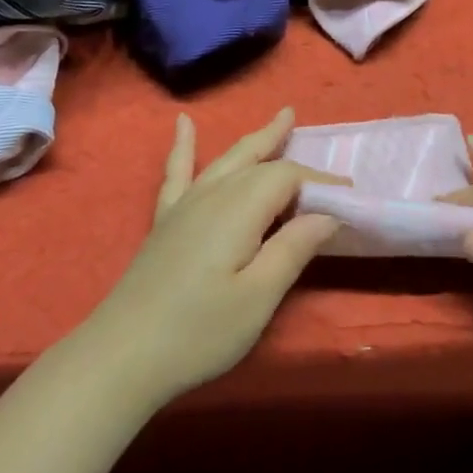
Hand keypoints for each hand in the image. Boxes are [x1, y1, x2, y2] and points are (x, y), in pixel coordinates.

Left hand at [78, 108, 342, 407]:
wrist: (121, 354)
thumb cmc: (198, 331)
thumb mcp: (258, 298)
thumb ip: (293, 249)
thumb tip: (327, 213)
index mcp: (240, 208)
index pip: (288, 177)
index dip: (321, 182)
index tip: (351, 195)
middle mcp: (214, 193)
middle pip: (260, 163)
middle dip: (291, 153)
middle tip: (320, 145)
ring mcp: (185, 203)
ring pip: (228, 159)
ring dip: (256, 139)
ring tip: (281, 117)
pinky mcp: (165, 219)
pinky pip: (177, 171)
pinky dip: (182, 146)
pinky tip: (182, 123)